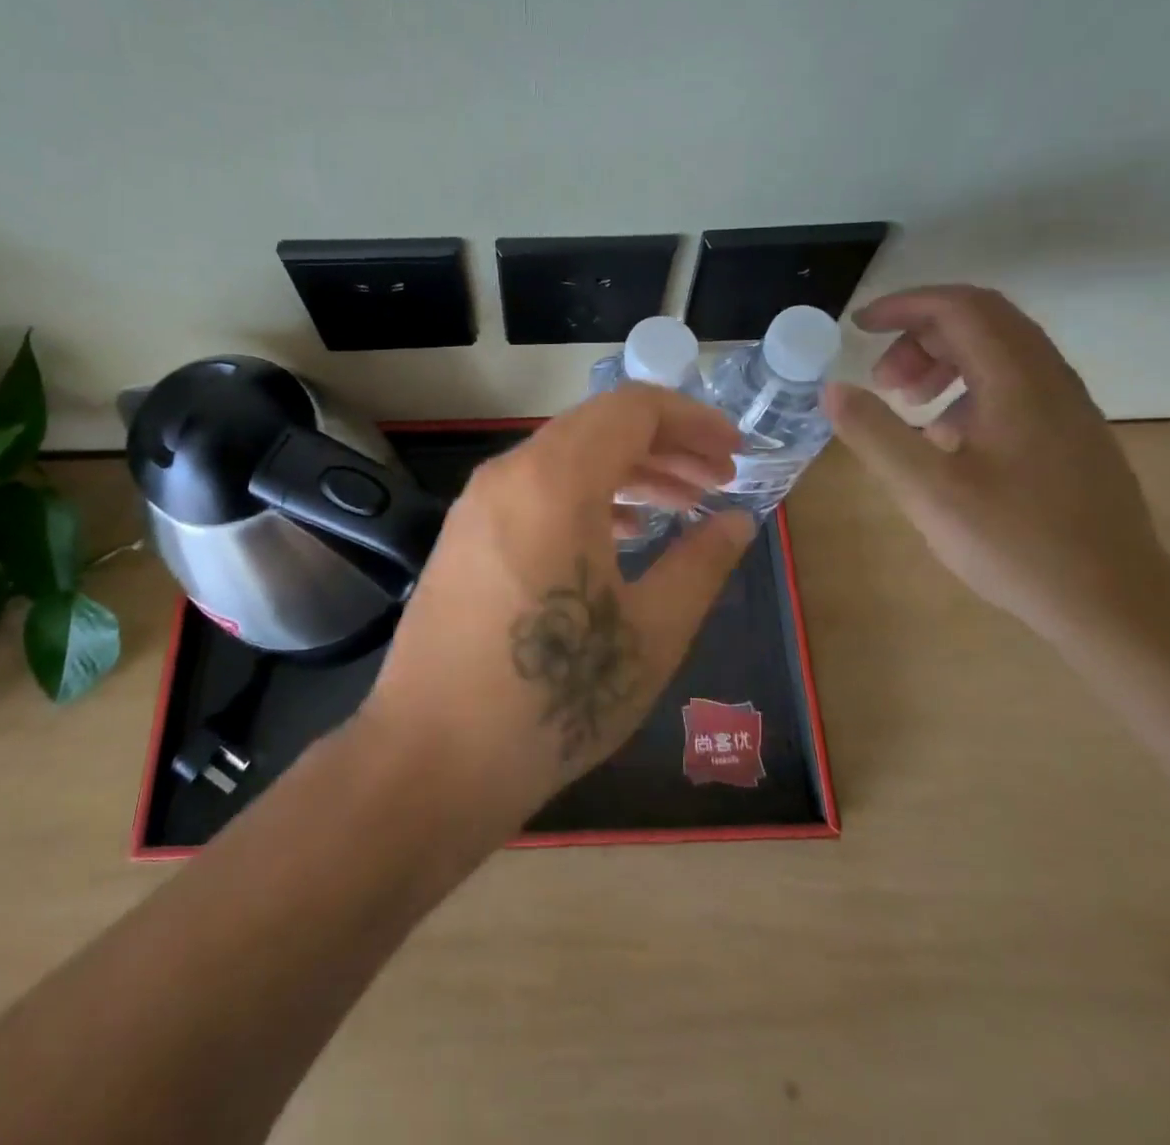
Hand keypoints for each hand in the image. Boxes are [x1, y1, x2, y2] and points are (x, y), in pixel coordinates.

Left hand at [359, 386, 757, 832]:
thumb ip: (701, 564)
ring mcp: (478, 504)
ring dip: (627, 472)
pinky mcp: (464, 536)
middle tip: (717, 482)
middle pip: (598, 427)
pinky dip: (586, 496)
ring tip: (680, 507)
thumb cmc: (553, 700)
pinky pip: (535, 490)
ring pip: (565, 457)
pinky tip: (619, 534)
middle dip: (666, 446)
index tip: (736, 453)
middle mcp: (509, 474)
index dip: (694, 421)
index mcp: (556, 481)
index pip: (633, 409)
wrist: (431, 760)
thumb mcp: (650, 634)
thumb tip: (738, 522)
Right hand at [823, 285, 1169, 637]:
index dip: (904, 306)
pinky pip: (1013, 384)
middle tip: (881, 380)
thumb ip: (876, 434)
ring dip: (943, 361)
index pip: (961, 308)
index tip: (858, 328)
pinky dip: (967, 388)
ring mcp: (1066, 407)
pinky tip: (945, 438)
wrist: (1115, 602)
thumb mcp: (929, 492)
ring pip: (999, 352)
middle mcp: (1049, 380)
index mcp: (1018, 382)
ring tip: (907, 405)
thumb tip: (832, 389)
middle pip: (982, 321)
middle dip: (919, 335)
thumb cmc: (1017, 544)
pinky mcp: (1070, 435)